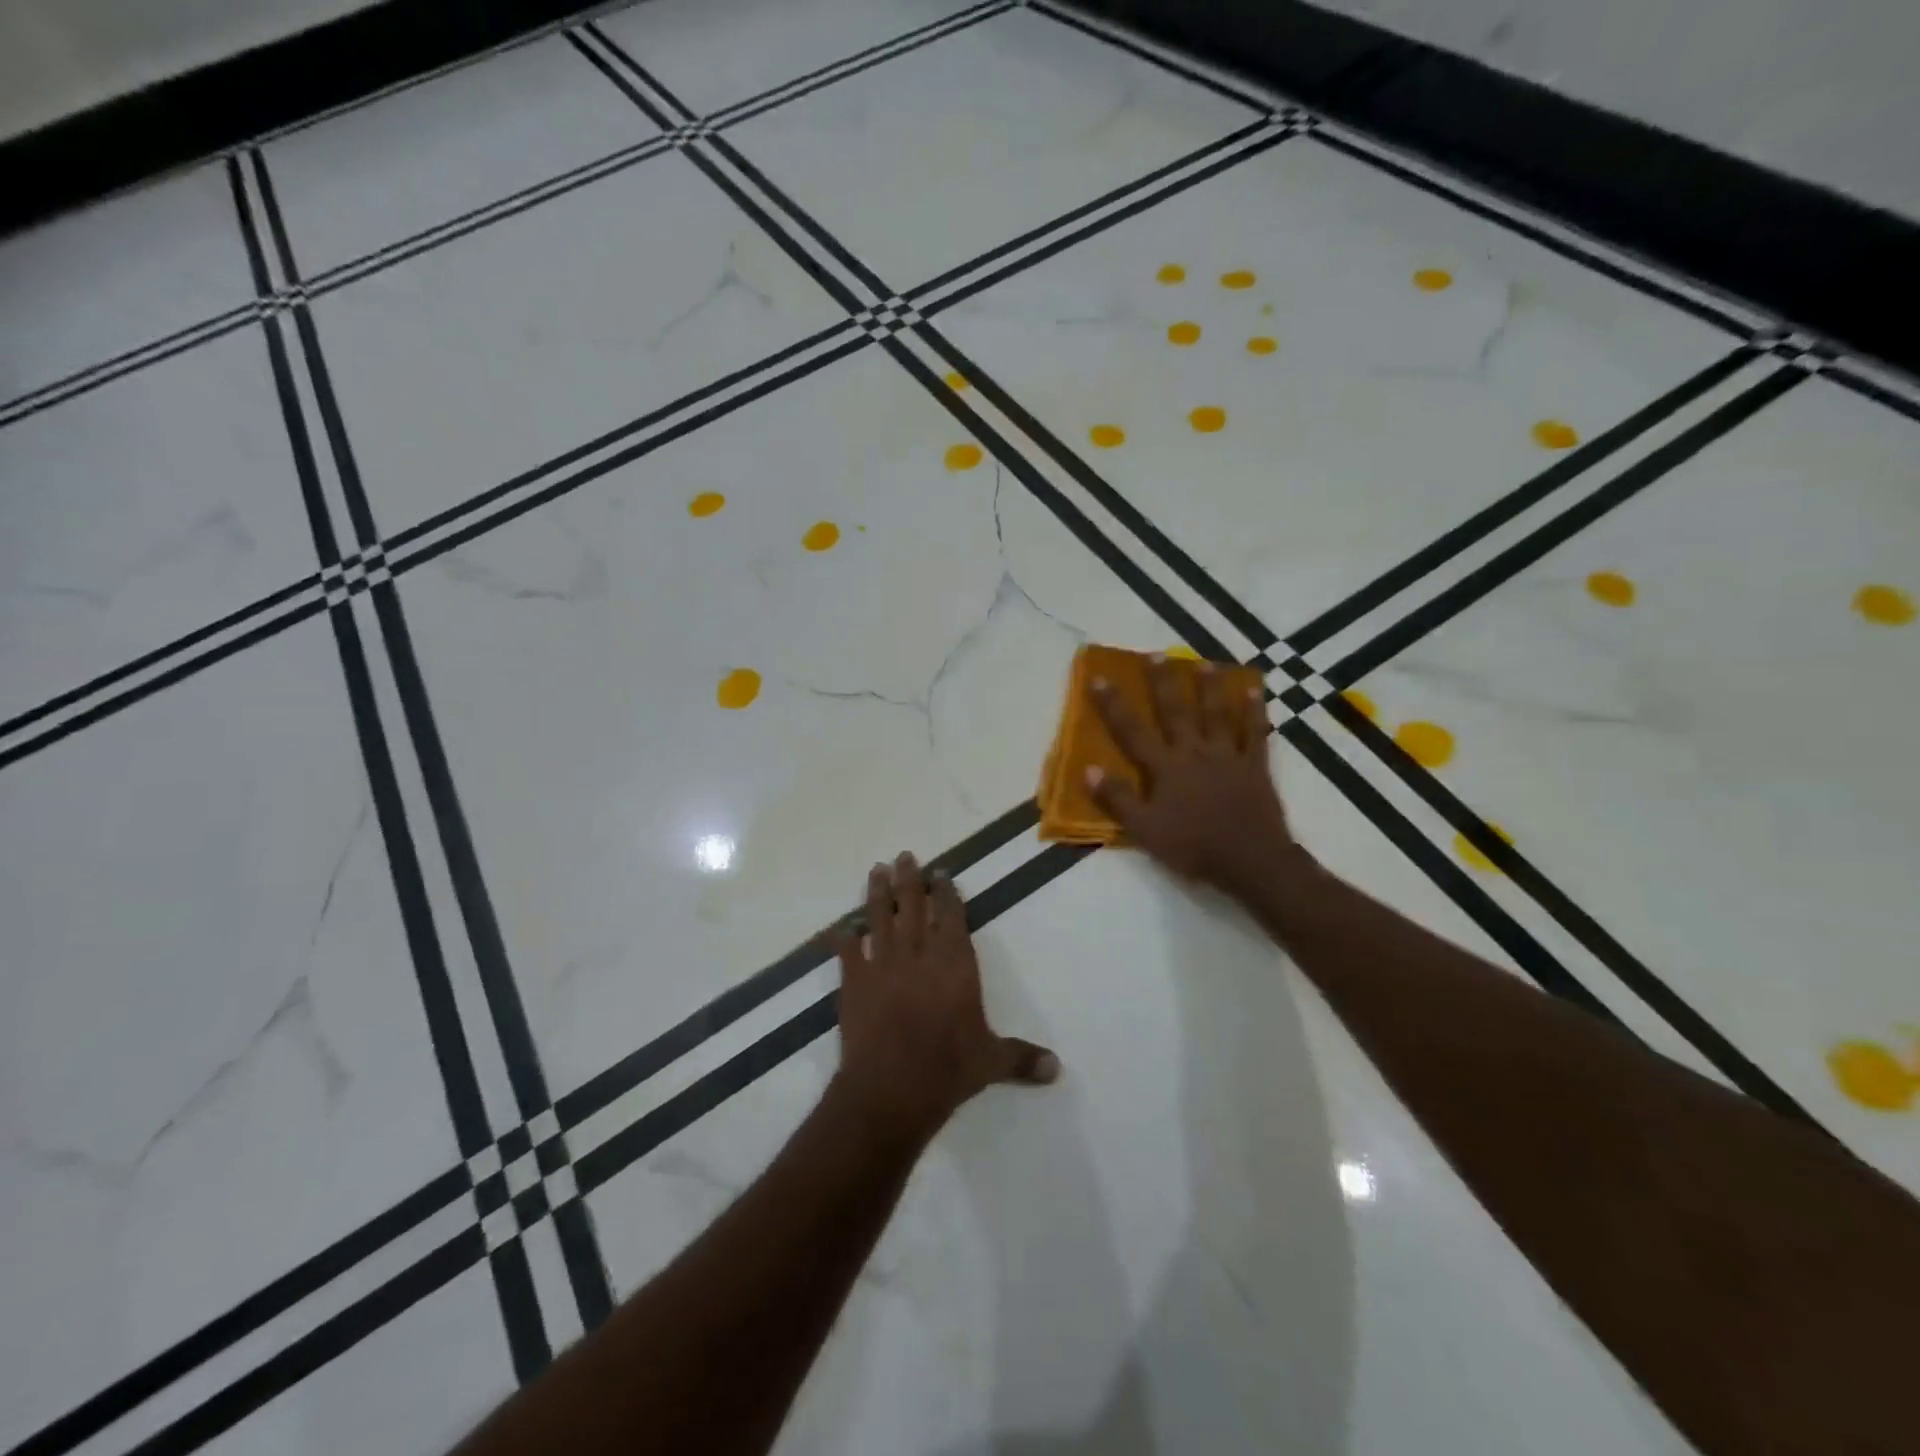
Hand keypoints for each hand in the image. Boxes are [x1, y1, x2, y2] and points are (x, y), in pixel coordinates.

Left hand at [830, 853, 1058, 1147]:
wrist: (891, 1088)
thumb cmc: (948, 1069)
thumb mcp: (991, 1062)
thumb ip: (1021, 1057)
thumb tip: (1057, 1068)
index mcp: (954, 963)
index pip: (951, 917)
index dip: (946, 893)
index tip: (940, 873)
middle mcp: (919, 954)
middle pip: (913, 906)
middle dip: (910, 880)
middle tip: (904, 856)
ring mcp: (883, 965)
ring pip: (880, 918)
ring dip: (878, 894)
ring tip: (877, 870)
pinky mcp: (854, 982)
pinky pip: (848, 952)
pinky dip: (845, 937)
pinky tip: (844, 926)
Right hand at [1087, 658, 1299, 899]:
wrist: (1249, 860)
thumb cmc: (1192, 846)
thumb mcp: (1145, 829)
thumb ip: (1117, 799)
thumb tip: (1088, 769)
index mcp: (1165, 768)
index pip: (1132, 731)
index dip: (1114, 705)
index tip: (1100, 678)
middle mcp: (1194, 752)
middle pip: (1176, 711)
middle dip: (1163, 682)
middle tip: (1156, 653)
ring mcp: (1227, 755)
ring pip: (1217, 713)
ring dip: (1209, 687)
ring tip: (1204, 663)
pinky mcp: (1255, 766)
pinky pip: (1256, 732)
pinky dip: (1255, 710)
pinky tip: (1255, 690)